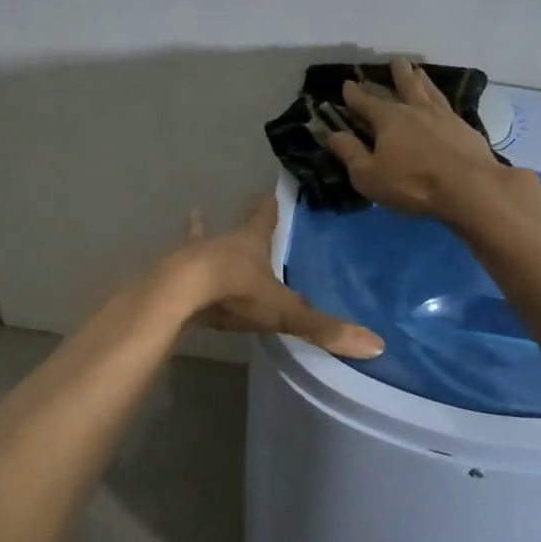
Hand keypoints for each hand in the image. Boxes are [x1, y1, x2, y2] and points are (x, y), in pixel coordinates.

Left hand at [163, 199, 383, 358]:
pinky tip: (164, 268)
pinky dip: (176, 269)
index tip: (268, 196)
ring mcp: (191, 258)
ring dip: (199, 237)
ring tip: (194, 217)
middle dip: (239, 226)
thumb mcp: (283, 311)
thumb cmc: (235, 291)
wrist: (178, 295)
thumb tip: (376, 345)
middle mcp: (220, 243)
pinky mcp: (170, 278)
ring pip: (198, 243)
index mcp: (250, 242)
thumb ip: (323, 328)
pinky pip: (177, 271)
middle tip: (243, 214)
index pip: (263, 218)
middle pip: (232, 230)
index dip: (268, 208)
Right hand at [325, 57, 519, 220]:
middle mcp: (415, 109)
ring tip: (418, 70)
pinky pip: (448, 104)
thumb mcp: (369, 175)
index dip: (354, 94)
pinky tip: (442, 101)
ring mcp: (443, 116)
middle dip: (395, 74)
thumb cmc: (412, 184)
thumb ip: (350, 153)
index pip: (366, 102)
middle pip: (403, 86)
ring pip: (428, 90)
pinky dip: (441, 97)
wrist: (469, 187)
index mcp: (388, 119)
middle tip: (394, 61)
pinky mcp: (464, 127)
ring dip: (421, 79)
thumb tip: (333, 134)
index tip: (348, 83)